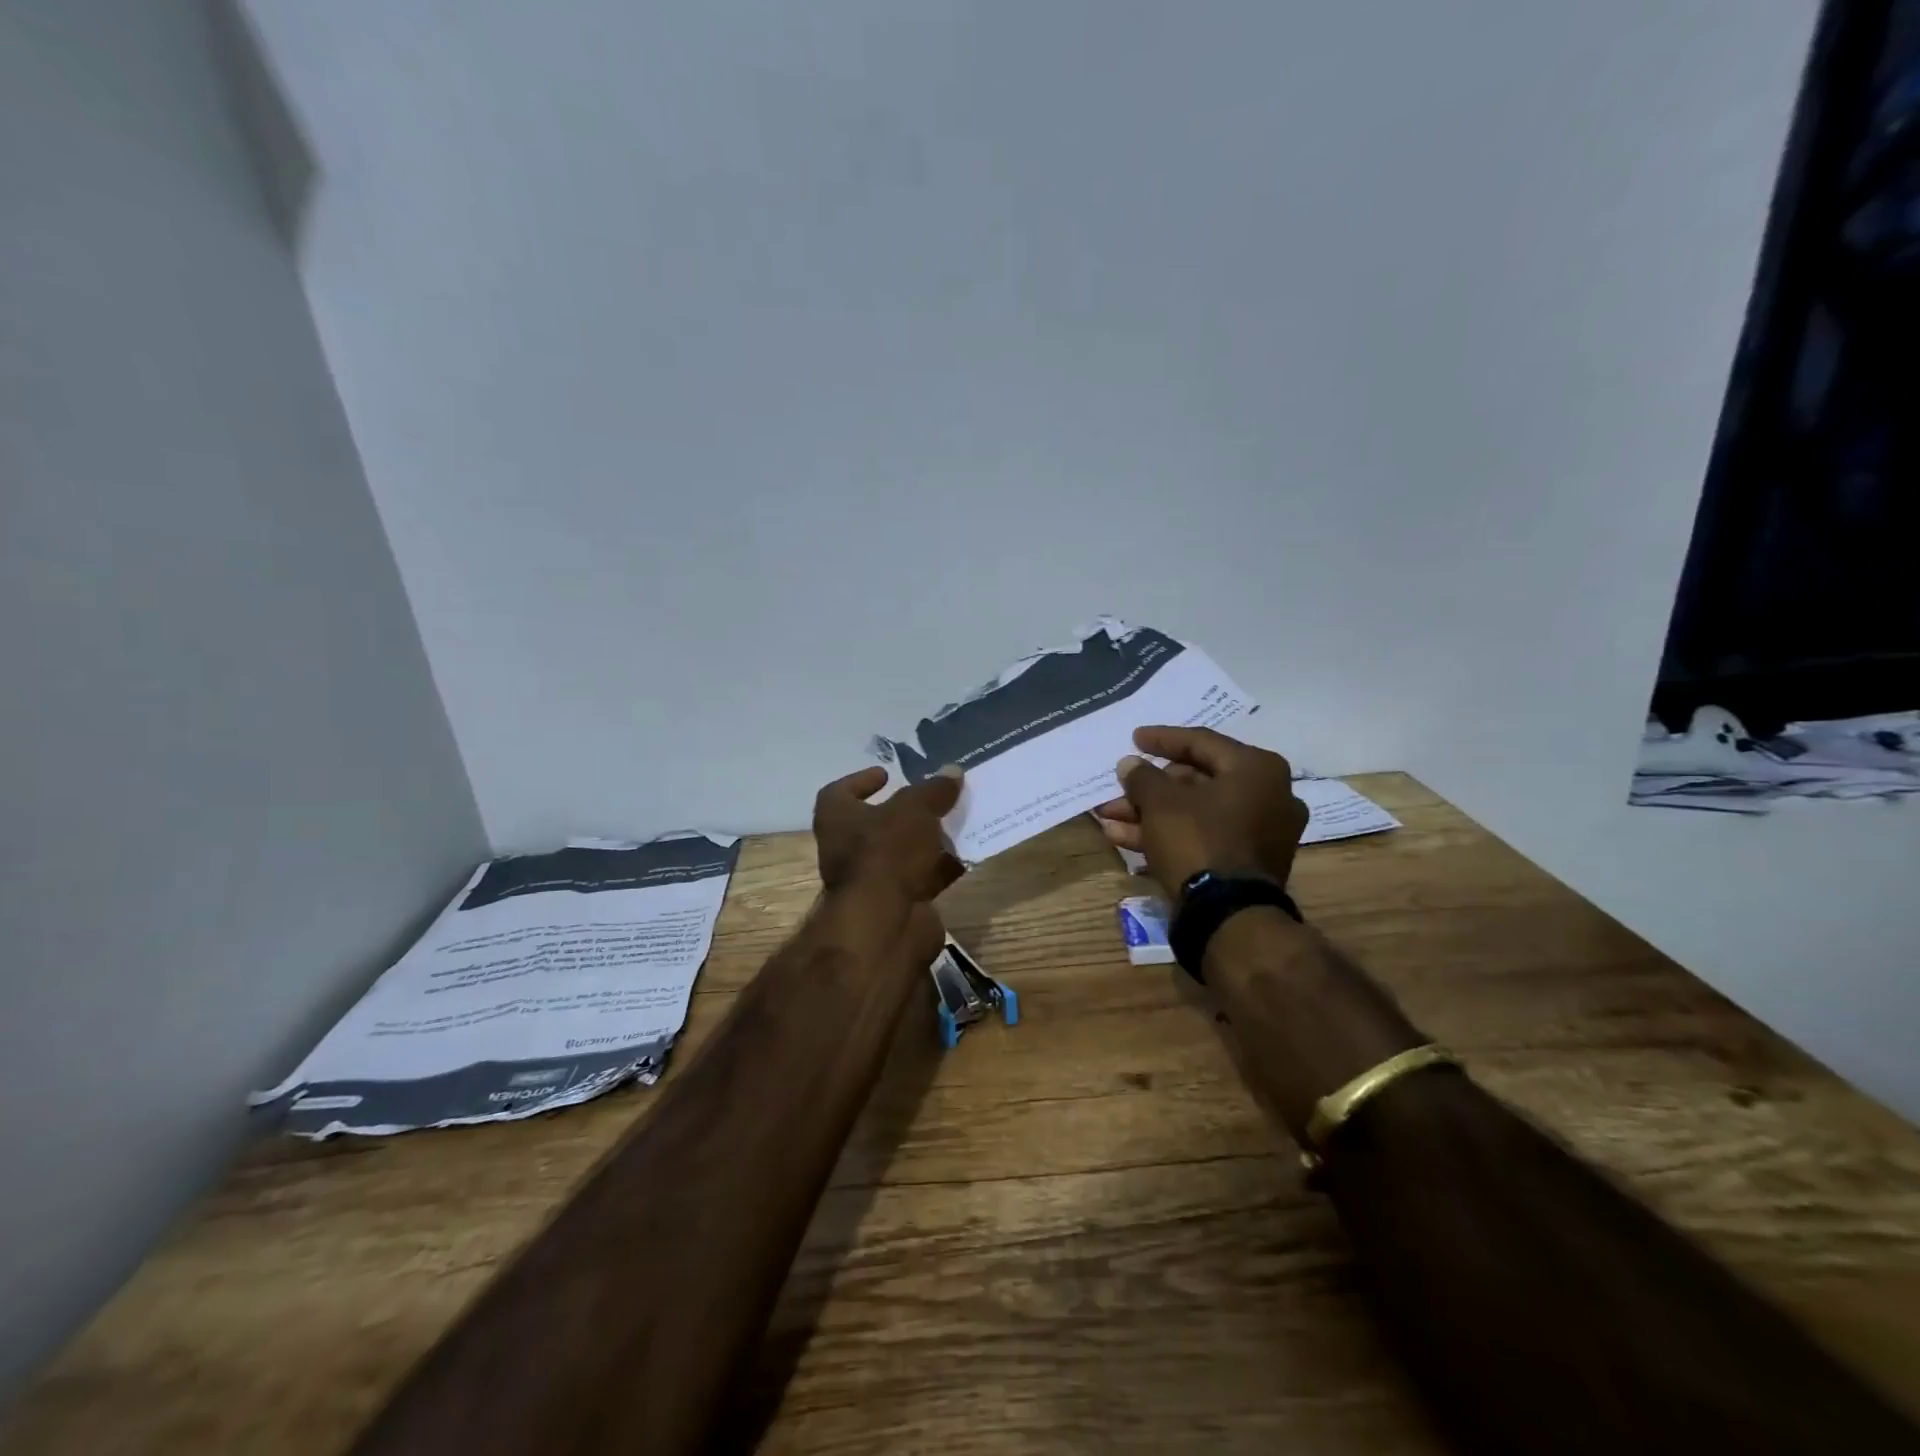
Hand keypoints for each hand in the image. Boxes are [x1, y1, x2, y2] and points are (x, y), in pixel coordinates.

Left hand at [813, 764, 966, 905]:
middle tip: (933, 801)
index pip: (838, 793)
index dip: (860, 782)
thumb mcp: (914, 809)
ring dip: (927, 841)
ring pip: (902, 853)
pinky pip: (921, 878)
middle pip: (876, 825)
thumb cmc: (886, 852)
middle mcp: (846, 849)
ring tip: (957, 823)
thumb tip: (952, 771)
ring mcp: (871, 881)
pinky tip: (966, 855)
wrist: (885, 923)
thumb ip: (934, 790)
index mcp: (836, 819)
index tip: (886, 775)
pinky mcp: (897, 904)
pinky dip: (941, 868)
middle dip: (905, 814)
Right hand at [1093, 726, 1307, 897]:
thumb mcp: (1160, 803)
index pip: (1202, 742)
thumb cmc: (1198, 840)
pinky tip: (1123, 839)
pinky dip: (1167, 835)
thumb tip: (1130, 764)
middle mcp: (1268, 796)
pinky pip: (1203, 837)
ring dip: (1150, 814)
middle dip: (1150, 788)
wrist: (1228, 916)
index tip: (1134, 738)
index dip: (1162, 739)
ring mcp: (1260, 833)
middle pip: (1196, 781)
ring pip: (1195, 813)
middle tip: (1119, 788)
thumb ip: (1143, 777)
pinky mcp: (1246, 863)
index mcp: (1257, 770)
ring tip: (1108, 817)